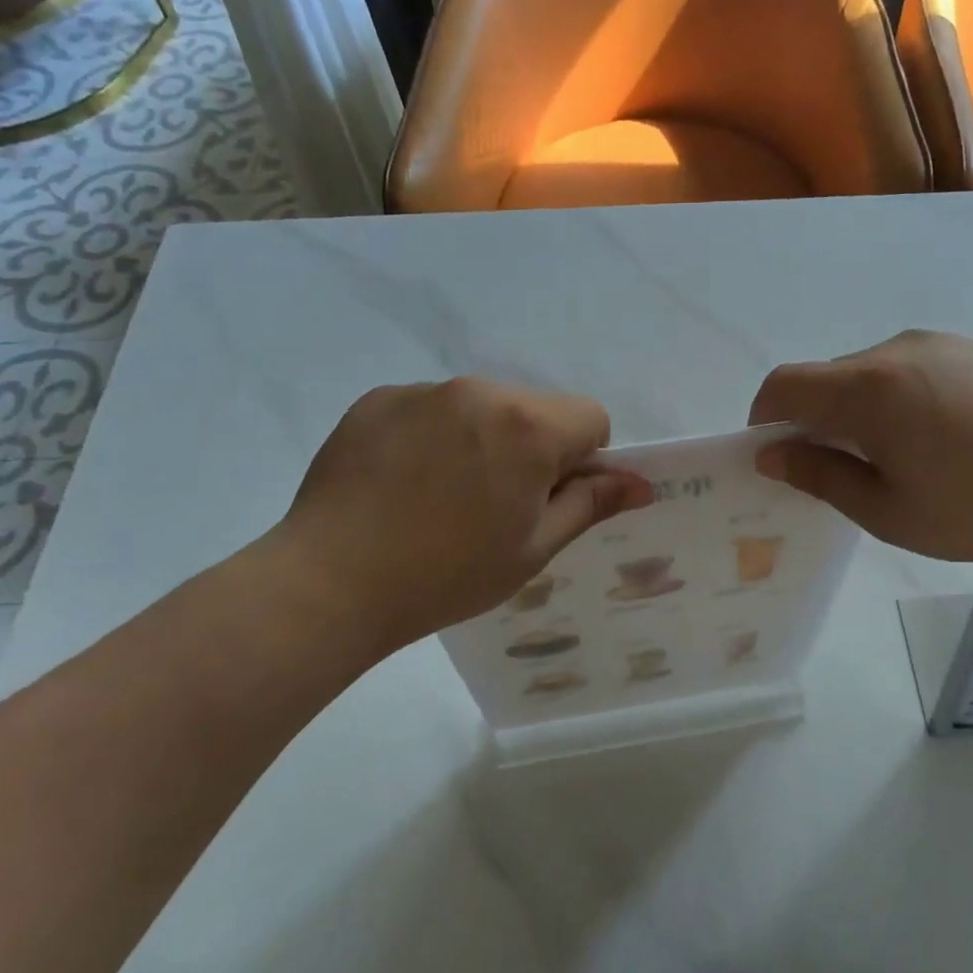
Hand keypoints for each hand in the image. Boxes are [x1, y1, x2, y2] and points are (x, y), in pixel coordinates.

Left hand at [265, 378, 652, 659]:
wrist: (331, 582)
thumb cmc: (447, 575)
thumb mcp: (533, 549)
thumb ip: (590, 505)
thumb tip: (641, 484)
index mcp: (529, 426)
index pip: (590, 417)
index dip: (583, 460)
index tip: (547, 499)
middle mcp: (481, 391)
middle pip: (535, 409)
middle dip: (531, 448)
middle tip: (493, 507)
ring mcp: (424, 390)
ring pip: (481, 407)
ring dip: (481, 439)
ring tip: (440, 497)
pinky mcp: (379, 398)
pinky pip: (430, 407)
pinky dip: (432, 435)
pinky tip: (402, 483)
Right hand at [748, 330, 972, 567]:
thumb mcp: (889, 511)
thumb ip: (821, 477)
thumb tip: (772, 456)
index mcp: (869, 389)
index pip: (785, 385)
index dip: (764, 418)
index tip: (775, 457)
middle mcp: (897, 350)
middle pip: (826, 378)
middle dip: (813, 419)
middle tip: (838, 471)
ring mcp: (941, 344)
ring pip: (868, 373)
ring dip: (856, 410)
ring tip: (896, 459)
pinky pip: (909, 368)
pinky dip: (895, 399)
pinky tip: (938, 439)